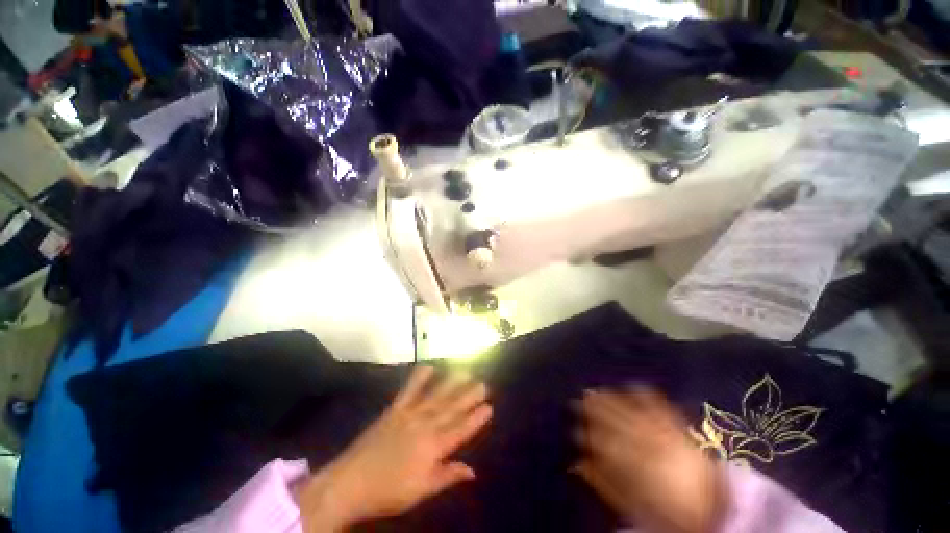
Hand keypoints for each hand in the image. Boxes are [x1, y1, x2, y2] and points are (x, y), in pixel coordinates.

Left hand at [297, 366, 491, 531]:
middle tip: (483, 384)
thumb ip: (447, 476)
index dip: (476, 418)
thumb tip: (472, 471)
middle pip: (452, 409)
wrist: (350, 483)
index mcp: (433, 448)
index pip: (461, 430)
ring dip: (452, 383)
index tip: (489, 406)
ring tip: (465, 371)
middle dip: (469, 396)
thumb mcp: (421, 491)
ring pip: (436, 396)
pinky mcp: (394, 409)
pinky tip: (430, 367)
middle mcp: (425, 426)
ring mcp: (409, 414)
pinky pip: (410, 390)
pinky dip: (420, 377)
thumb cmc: (388, 491)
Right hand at [575, 388, 724, 532]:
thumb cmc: (670, 511)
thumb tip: (581, 463)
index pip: (606, 443)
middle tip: (581, 395)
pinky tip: (634, 384)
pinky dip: (647, 396)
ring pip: (633, 412)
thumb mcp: (635, 505)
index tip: (574, 425)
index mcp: (637, 466)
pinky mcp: (680, 430)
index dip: (588, 432)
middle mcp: (649, 445)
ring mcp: (666, 435)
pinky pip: (662, 408)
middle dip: (597, 408)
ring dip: (614, 399)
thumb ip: (606, 483)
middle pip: (617, 422)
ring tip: (598, 388)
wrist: (715, 509)